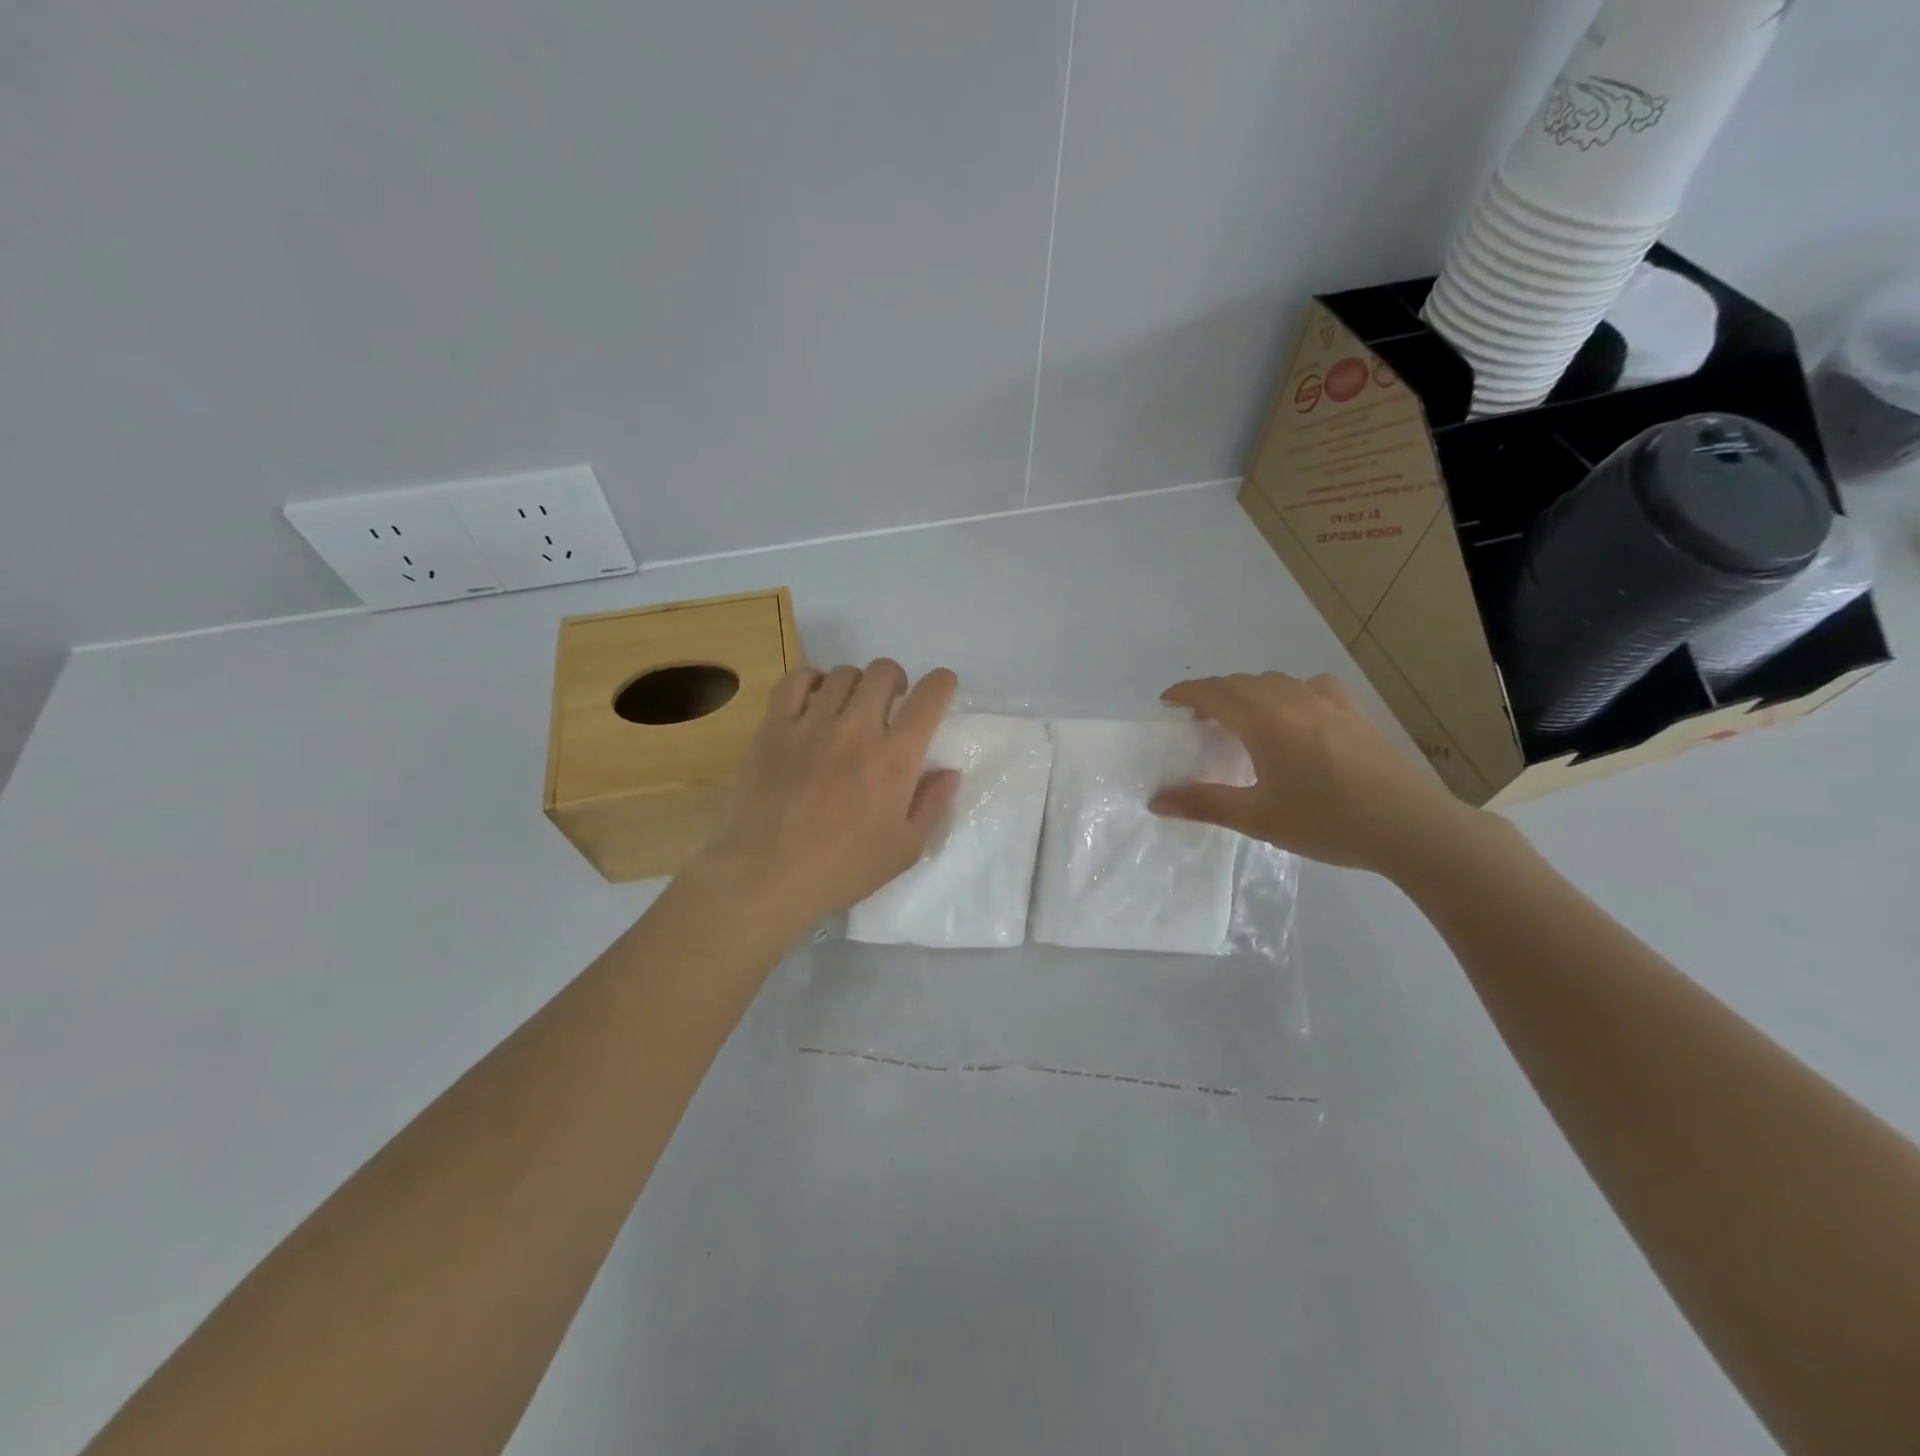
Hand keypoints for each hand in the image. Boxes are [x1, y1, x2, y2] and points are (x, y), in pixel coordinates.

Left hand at [689, 660, 961, 932]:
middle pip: (884, 672)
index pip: (930, 696)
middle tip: (890, 705)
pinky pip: (795, 681)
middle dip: (896, 681)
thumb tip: (948, 771)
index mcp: (895, 757)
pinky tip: (813, 702)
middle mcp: (857, 728)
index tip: (940, 690)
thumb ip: (932, 805)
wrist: (767, 876)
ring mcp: (811, 724)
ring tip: (850, 707)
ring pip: (842, 674)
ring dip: (856, 685)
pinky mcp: (774, 728)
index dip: (942, 683)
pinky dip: (810, 681)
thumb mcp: (905, 849)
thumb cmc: (843, 868)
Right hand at [1149, 672, 1479, 876]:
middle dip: (1212, 693)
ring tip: (1240, 718)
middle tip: (1197, 719)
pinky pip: (1310, 686)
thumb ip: (1205, 804)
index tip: (1166, 702)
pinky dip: (1288, 692)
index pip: (1213, 692)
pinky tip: (1295, 712)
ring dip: (1247, 691)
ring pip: (1275, 682)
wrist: (1411, 827)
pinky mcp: (1354, 712)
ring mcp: (1328, 703)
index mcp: (1265, 721)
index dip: (1185, 692)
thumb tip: (1157, 800)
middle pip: (1241, 683)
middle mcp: (1293, 700)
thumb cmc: (1327, 822)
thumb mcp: (1258, 819)